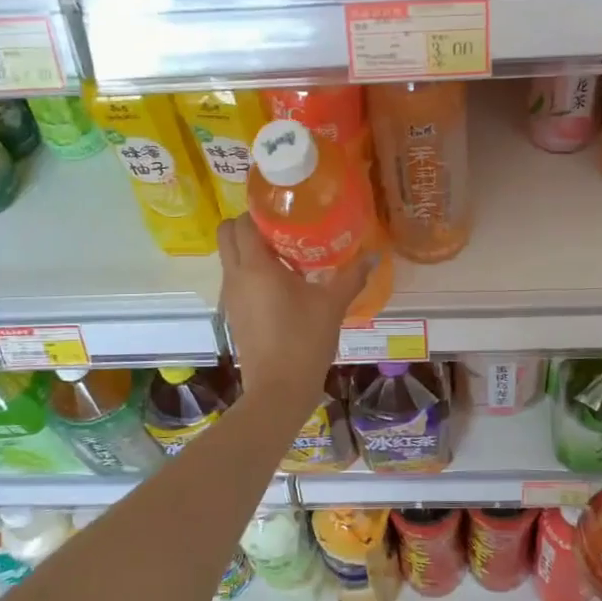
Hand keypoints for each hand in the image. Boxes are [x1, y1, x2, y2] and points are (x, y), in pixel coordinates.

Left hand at [217, 215, 368, 407]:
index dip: (259, 210)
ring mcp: (231, 297)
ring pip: (230, 257)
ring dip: (250, 248)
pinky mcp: (233, 313)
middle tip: (283, 228)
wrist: (278, 391)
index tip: (285, 209)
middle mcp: (235, 276)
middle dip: (249, 225)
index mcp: (256, 267)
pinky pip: (236, 278)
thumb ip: (352, 276)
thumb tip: (375, 254)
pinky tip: (284, 283)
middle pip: (227, 234)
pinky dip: (252, 270)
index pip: (242, 222)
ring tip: (288, 253)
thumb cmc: (304, 341)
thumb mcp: (332, 305)